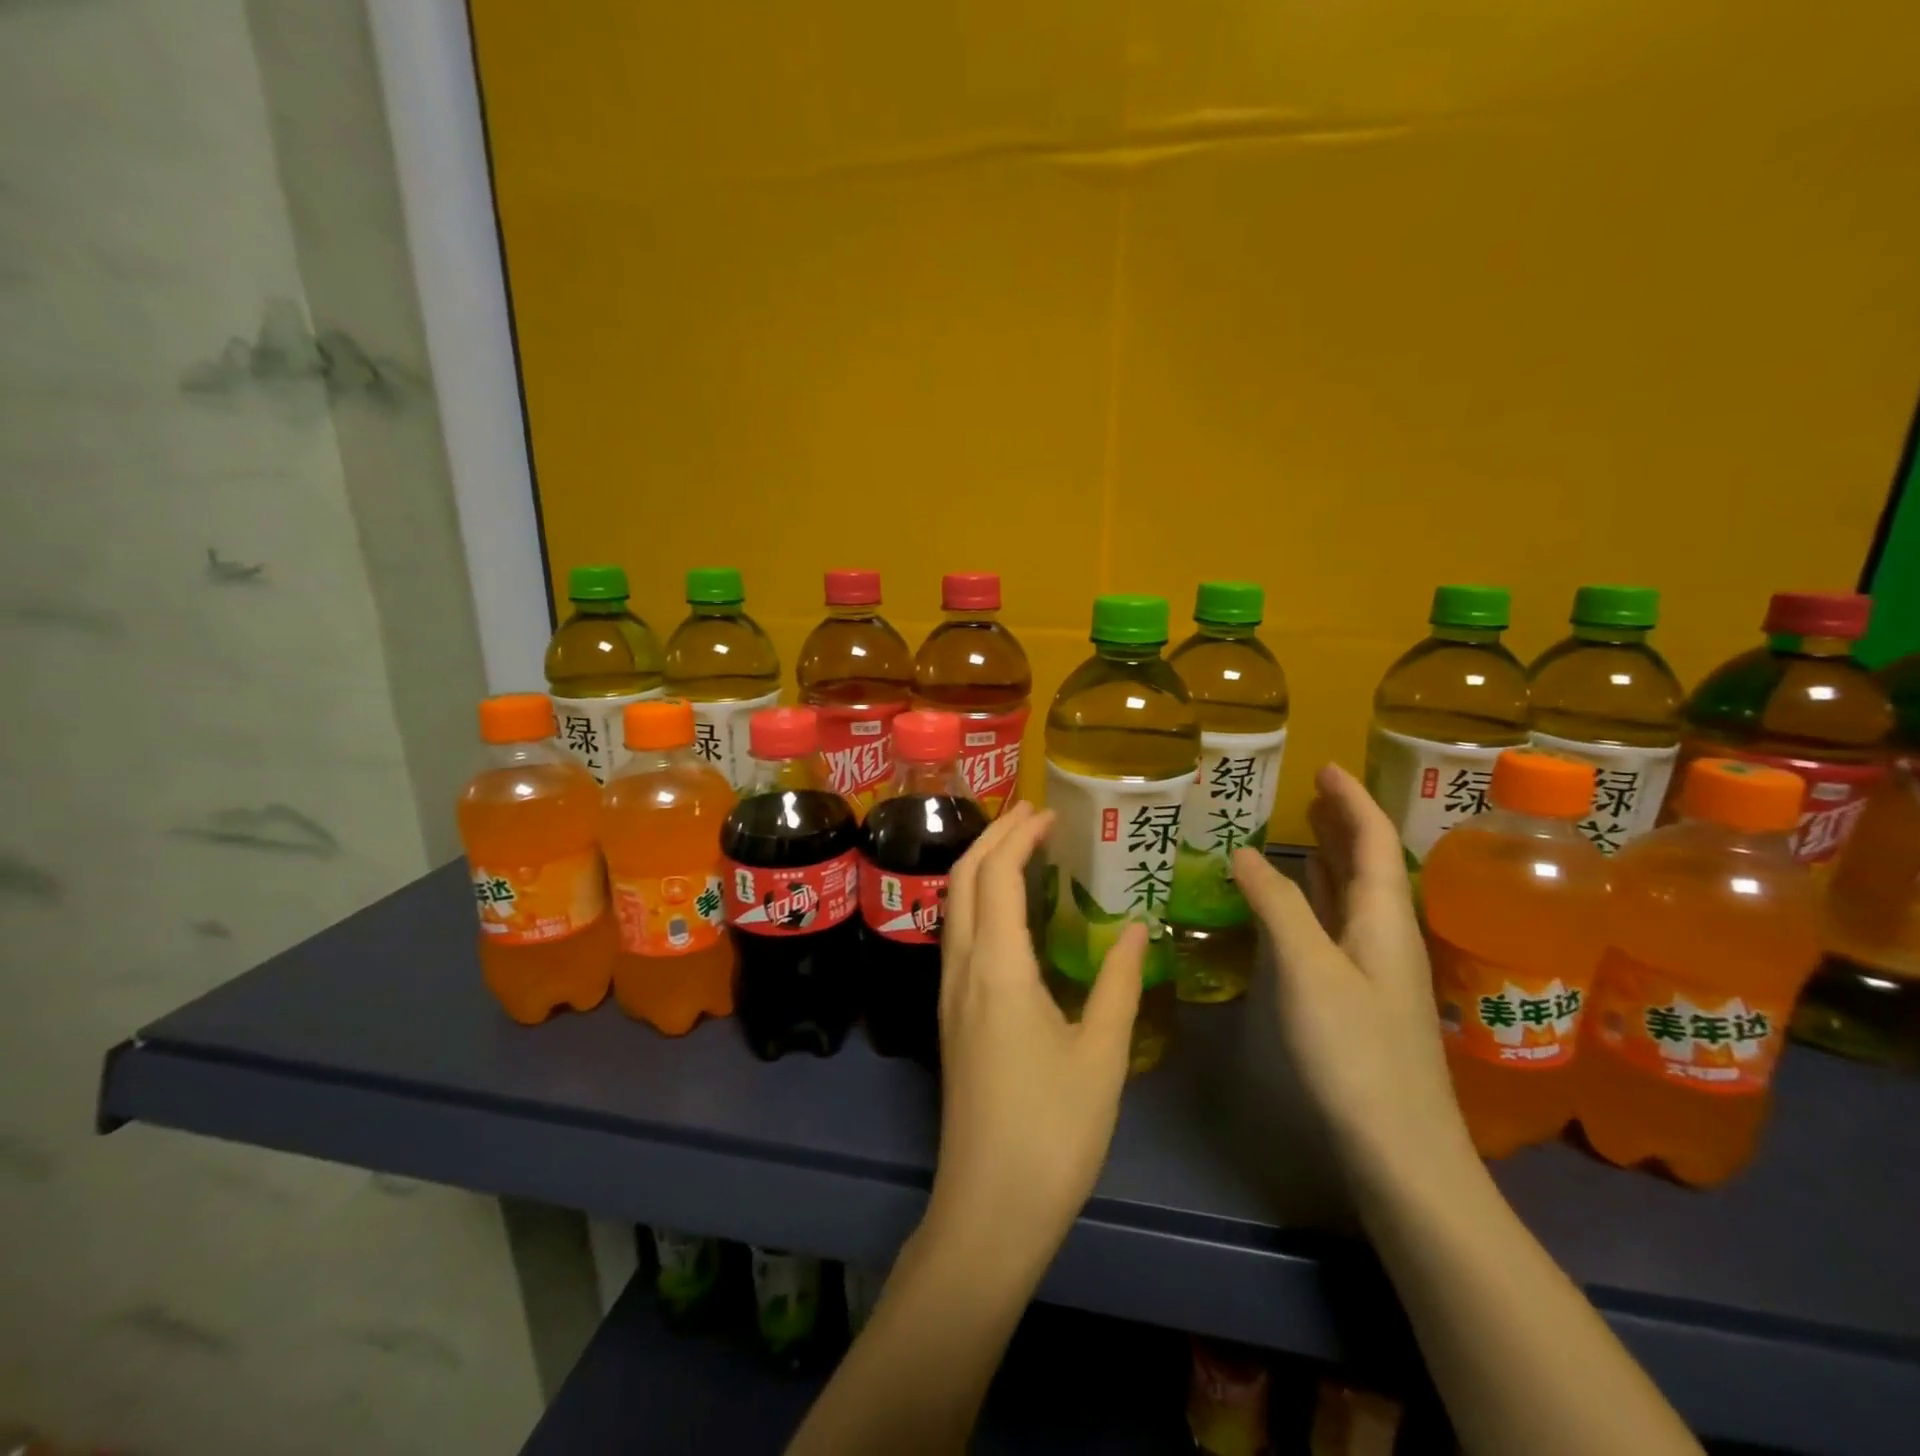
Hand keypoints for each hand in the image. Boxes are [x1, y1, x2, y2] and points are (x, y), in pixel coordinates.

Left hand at [927, 801, 1147, 1266]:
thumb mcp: (1101, 1056)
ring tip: (1023, 849)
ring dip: (982, 866)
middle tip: (1034, 815)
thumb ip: (1119, 983)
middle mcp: (962, 968)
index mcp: (998, 968)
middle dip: (993, 836)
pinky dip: (979, 901)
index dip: (1019, 835)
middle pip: (963, 878)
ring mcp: (949, 992)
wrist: (988, 1208)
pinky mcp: (950, 1016)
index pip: (996, 875)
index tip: (1051, 813)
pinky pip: (958, 934)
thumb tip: (1139, 929)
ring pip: (954, 905)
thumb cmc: (1052, 1132)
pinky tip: (1011, 913)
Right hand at [1231, 764, 1474, 1190]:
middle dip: (1343, 824)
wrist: (1401, 1150)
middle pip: (1369, 864)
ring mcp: (1378, 969)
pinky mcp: (1361, 996)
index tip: (1325, 768)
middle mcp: (1389, 936)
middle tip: (1310, 793)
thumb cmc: (1356, 1052)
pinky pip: (1340, 926)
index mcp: (1386, 919)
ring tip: (1303, 832)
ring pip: (1355, 896)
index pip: (1374, 841)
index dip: (1351, 801)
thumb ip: (1278, 905)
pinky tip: (1302, 902)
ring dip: (1332, 859)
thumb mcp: (1309, 970)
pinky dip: (1319, 899)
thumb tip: (1243, 851)